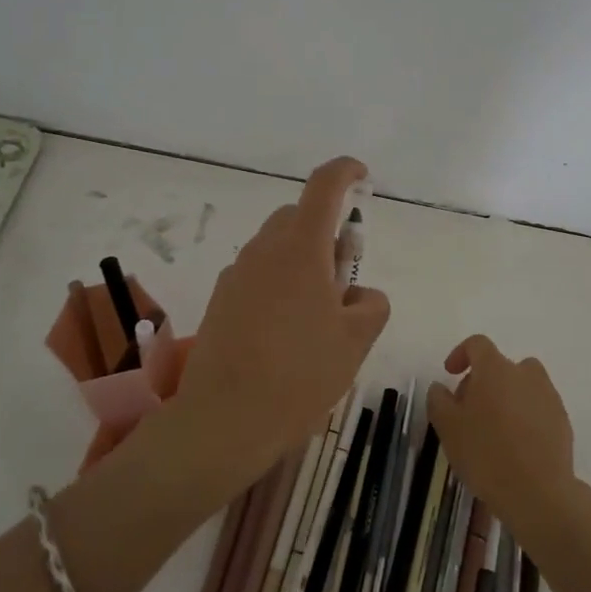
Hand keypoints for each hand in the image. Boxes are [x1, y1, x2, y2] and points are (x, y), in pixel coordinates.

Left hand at [173, 157, 389, 485]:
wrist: (224, 419)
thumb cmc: (300, 374)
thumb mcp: (356, 341)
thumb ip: (370, 305)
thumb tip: (359, 295)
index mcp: (301, 248)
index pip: (324, 187)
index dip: (345, 172)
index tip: (361, 176)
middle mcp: (264, 250)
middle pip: (297, 217)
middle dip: (325, 230)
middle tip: (344, 276)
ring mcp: (236, 275)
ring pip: (275, 247)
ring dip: (300, 260)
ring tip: (317, 314)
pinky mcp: (220, 300)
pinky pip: (256, 275)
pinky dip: (277, 284)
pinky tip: (285, 331)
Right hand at [426, 336, 578, 542]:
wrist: (538, 492)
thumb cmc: (486, 453)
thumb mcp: (448, 427)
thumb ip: (439, 400)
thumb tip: (440, 387)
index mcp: (495, 368)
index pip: (477, 344)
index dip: (460, 354)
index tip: (450, 374)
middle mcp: (525, 374)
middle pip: (500, 366)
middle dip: (482, 381)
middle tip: (468, 411)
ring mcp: (548, 396)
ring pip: (522, 386)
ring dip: (506, 398)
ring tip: (493, 429)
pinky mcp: (562, 420)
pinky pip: (537, 407)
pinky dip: (524, 417)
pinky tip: (515, 446)